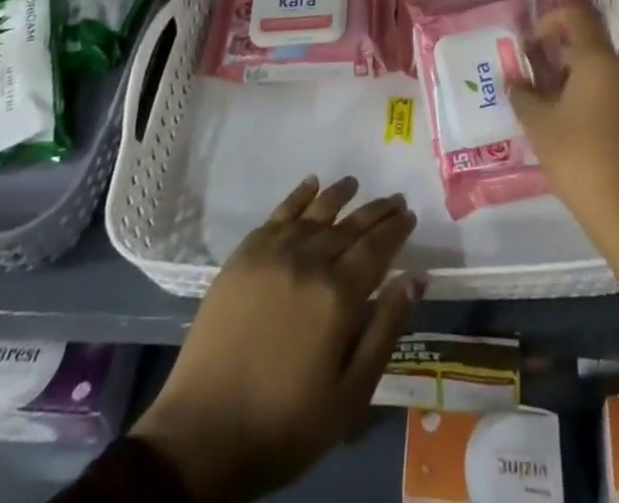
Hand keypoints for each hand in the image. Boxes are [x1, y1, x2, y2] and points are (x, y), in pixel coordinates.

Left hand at [129, 176, 421, 502]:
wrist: (202, 434)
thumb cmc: (285, 424)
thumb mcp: (349, 395)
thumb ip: (385, 330)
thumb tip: (415, 278)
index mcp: (338, 295)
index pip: (376, 248)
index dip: (395, 229)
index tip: (409, 215)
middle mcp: (308, 262)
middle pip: (350, 226)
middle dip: (375, 211)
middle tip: (394, 198)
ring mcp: (272, 254)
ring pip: (315, 213)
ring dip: (339, 195)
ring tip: (354, 183)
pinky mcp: (243, 256)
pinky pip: (278, 215)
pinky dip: (298, 197)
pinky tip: (310, 185)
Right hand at [509, 0, 618, 274]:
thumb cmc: (582, 159)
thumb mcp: (540, 126)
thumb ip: (523, 96)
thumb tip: (516, 81)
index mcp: (599, 60)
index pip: (577, 13)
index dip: (550, 19)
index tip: (532, 45)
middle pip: (589, 43)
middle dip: (559, 53)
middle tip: (535, 78)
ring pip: (602, 70)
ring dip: (575, 78)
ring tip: (550, 107)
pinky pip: (615, 93)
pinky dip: (593, 97)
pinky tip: (574, 127)